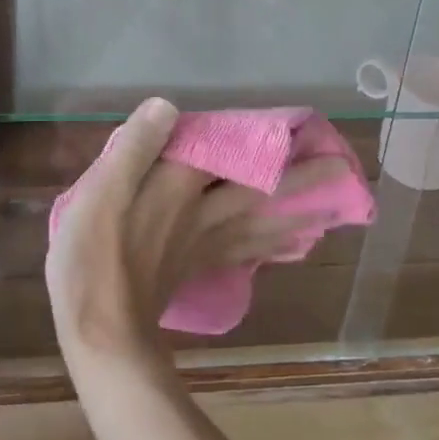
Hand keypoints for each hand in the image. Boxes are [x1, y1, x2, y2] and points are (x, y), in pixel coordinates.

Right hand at [46, 98, 343, 365]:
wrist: (101, 333)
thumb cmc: (93, 257)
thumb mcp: (100, 192)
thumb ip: (135, 147)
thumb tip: (168, 106)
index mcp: (180, 188)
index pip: (232, 155)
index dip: (265, 139)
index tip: (305, 127)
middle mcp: (204, 214)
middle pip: (261, 192)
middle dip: (303, 180)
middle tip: (345, 170)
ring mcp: (205, 244)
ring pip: (263, 223)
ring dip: (300, 212)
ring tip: (335, 204)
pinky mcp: (199, 268)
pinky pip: (249, 251)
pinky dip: (275, 245)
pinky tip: (293, 244)